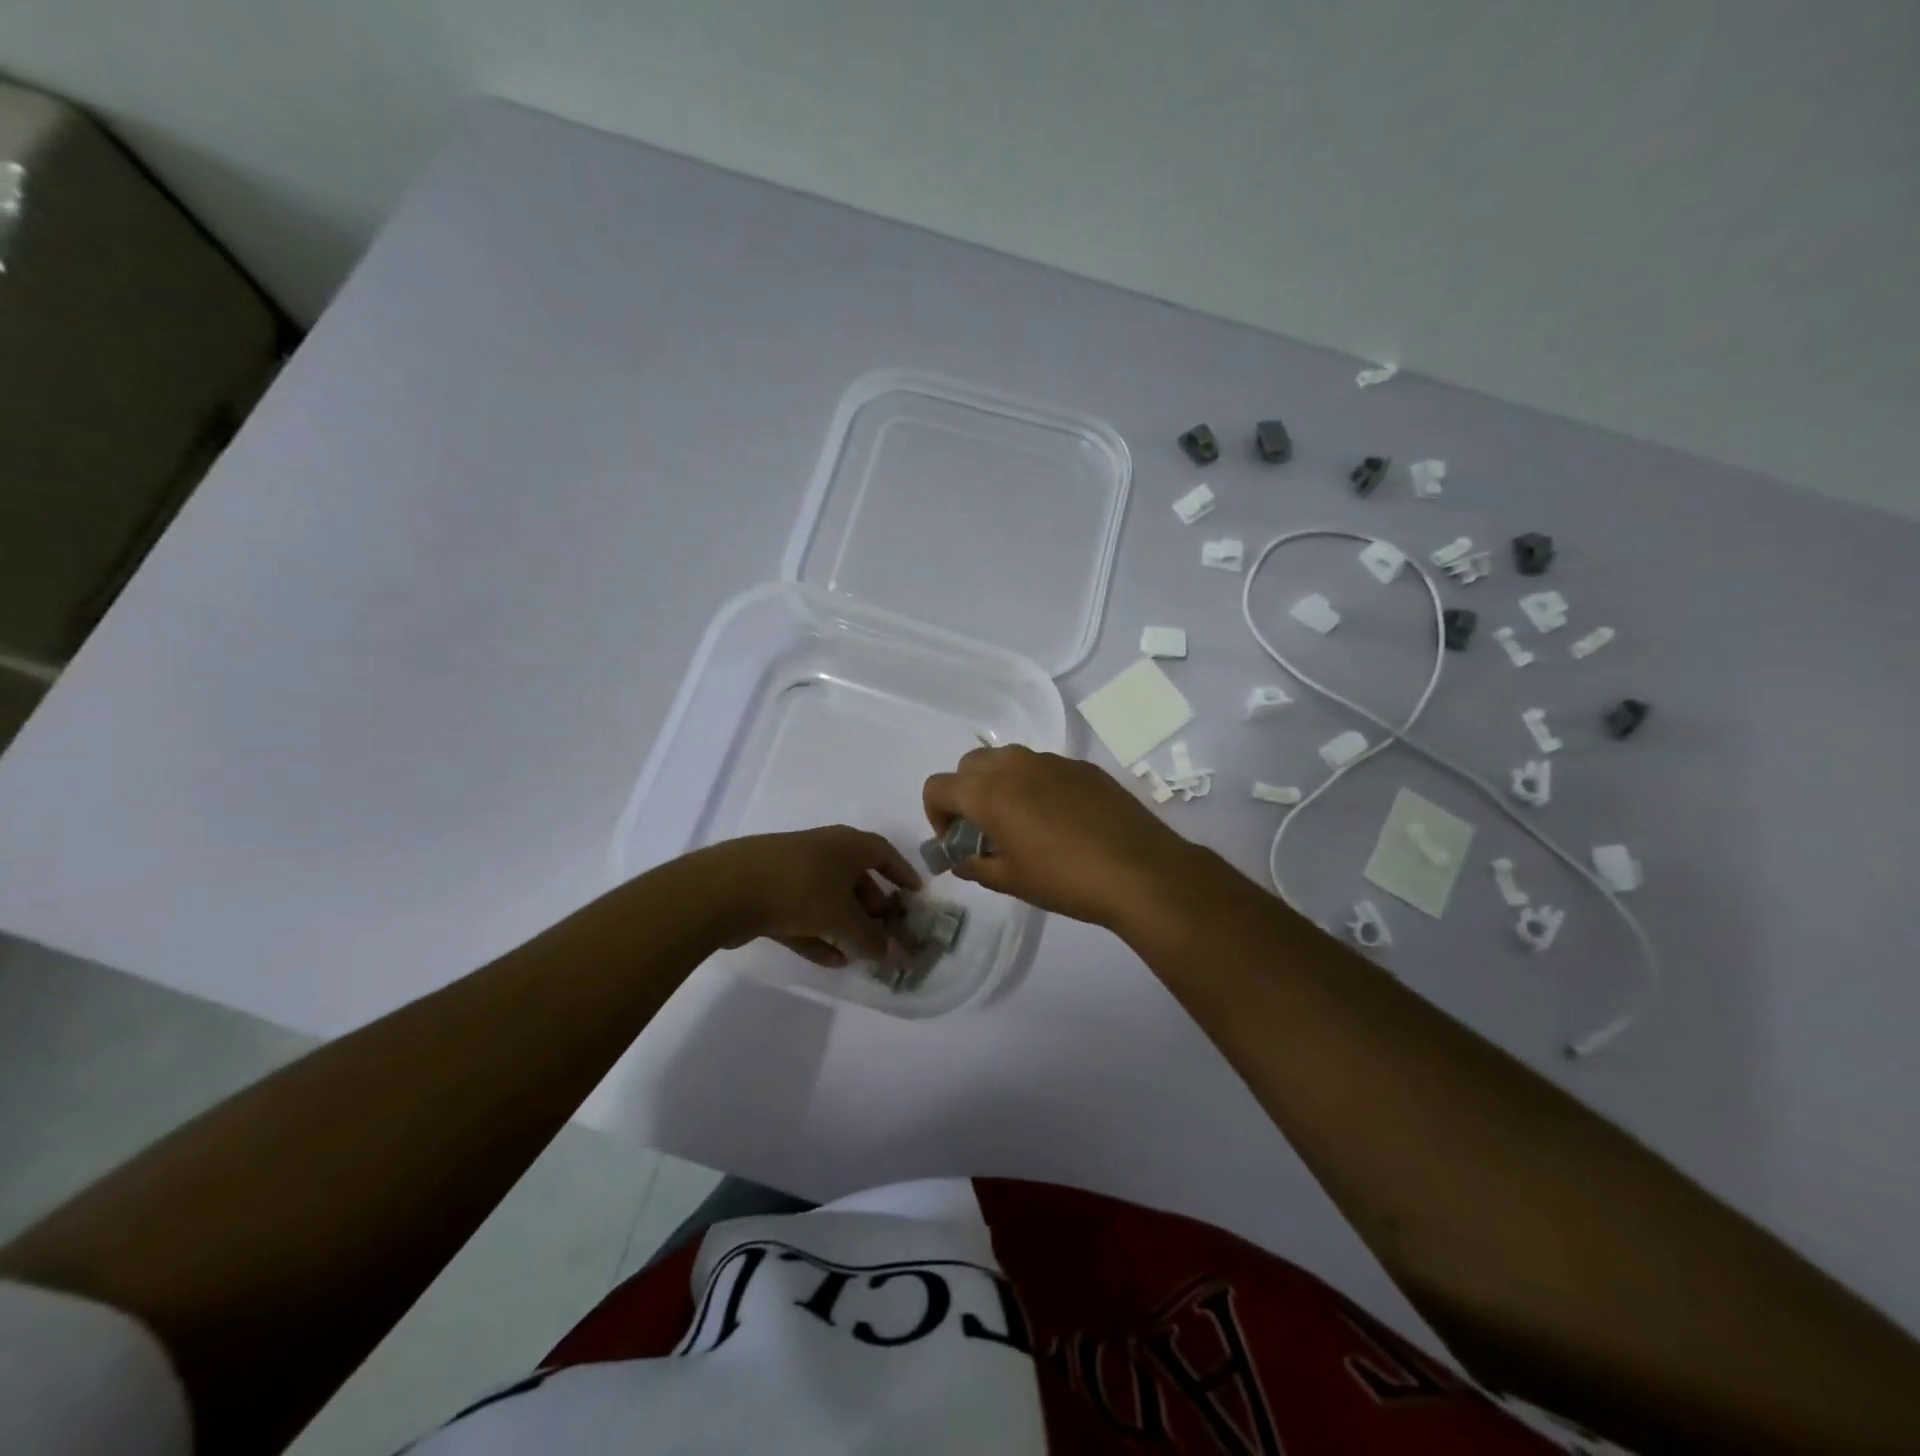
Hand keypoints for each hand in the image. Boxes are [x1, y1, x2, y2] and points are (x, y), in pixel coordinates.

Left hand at [690, 827, 920, 967]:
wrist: (727, 888)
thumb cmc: (800, 890)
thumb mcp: (843, 919)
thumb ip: (872, 941)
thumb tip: (898, 957)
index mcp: (847, 844)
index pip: (884, 854)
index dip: (902, 874)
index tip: (916, 896)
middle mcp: (823, 850)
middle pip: (857, 877)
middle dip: (874, 906)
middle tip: (886, 931)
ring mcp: (793, 870)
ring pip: (829, 897)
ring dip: (846, 925)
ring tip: (860, 954)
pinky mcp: (768, 892)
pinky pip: (803, 912)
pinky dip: (819, 933)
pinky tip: (830, 960)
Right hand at [921, 745, 1197, 930]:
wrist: (1139, 870)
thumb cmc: (1064, 879)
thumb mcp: (1010, 880)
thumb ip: (974, 865)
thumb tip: (961, 859)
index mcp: (987, 791)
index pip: (937, 786)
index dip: (936, 815)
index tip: (956, 841)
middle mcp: (1013, 764)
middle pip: (969, 766)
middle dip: (965, 794)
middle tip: (984, 830)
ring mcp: (1050, 760)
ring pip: (1007, 761)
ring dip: (1000, 785)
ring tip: (1022, 823)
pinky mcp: (1081, 766)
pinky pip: (1042, 768)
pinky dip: (1035, 785)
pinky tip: (1060, 820)